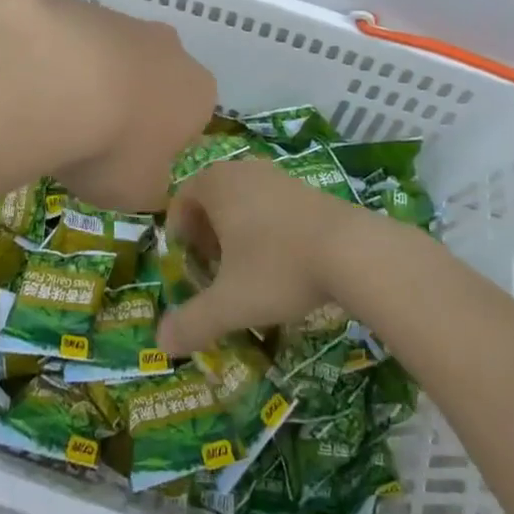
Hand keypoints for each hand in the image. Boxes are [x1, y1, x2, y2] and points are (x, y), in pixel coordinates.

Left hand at [8, 0, 216, 218]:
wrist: (55, 79)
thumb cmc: (112, 145)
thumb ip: (150, 185)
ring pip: (112, 57)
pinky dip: (56, 62)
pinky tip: (33, 85)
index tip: (131, 162)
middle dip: (130, 104)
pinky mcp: (78, 6)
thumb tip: (147, 180)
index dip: (162, 143)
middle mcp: (170, 48)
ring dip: (91, 81)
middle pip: (154, 79)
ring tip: (54, 115)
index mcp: (197, 92)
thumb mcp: (137, 191)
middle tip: (92, 138)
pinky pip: (72, 41)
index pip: (191, 118)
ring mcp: (123, 20)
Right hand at [155, 158, 376, 355]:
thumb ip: (192, 322)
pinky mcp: (306, 187)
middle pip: (212, 198)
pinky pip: (271, 204)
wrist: (352, 249)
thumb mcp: (230, 303)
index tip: (191, 267)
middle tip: (215, 271)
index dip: (180, 234)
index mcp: (216, 183)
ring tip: (248, 270)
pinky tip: (283, 262)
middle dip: (208, 234)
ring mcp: (277, 174)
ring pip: (243, 200)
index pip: (182, 200)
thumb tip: (161, 343)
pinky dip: (266, 228)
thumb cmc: (278, 268)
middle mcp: (243, 170)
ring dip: (238, 232)